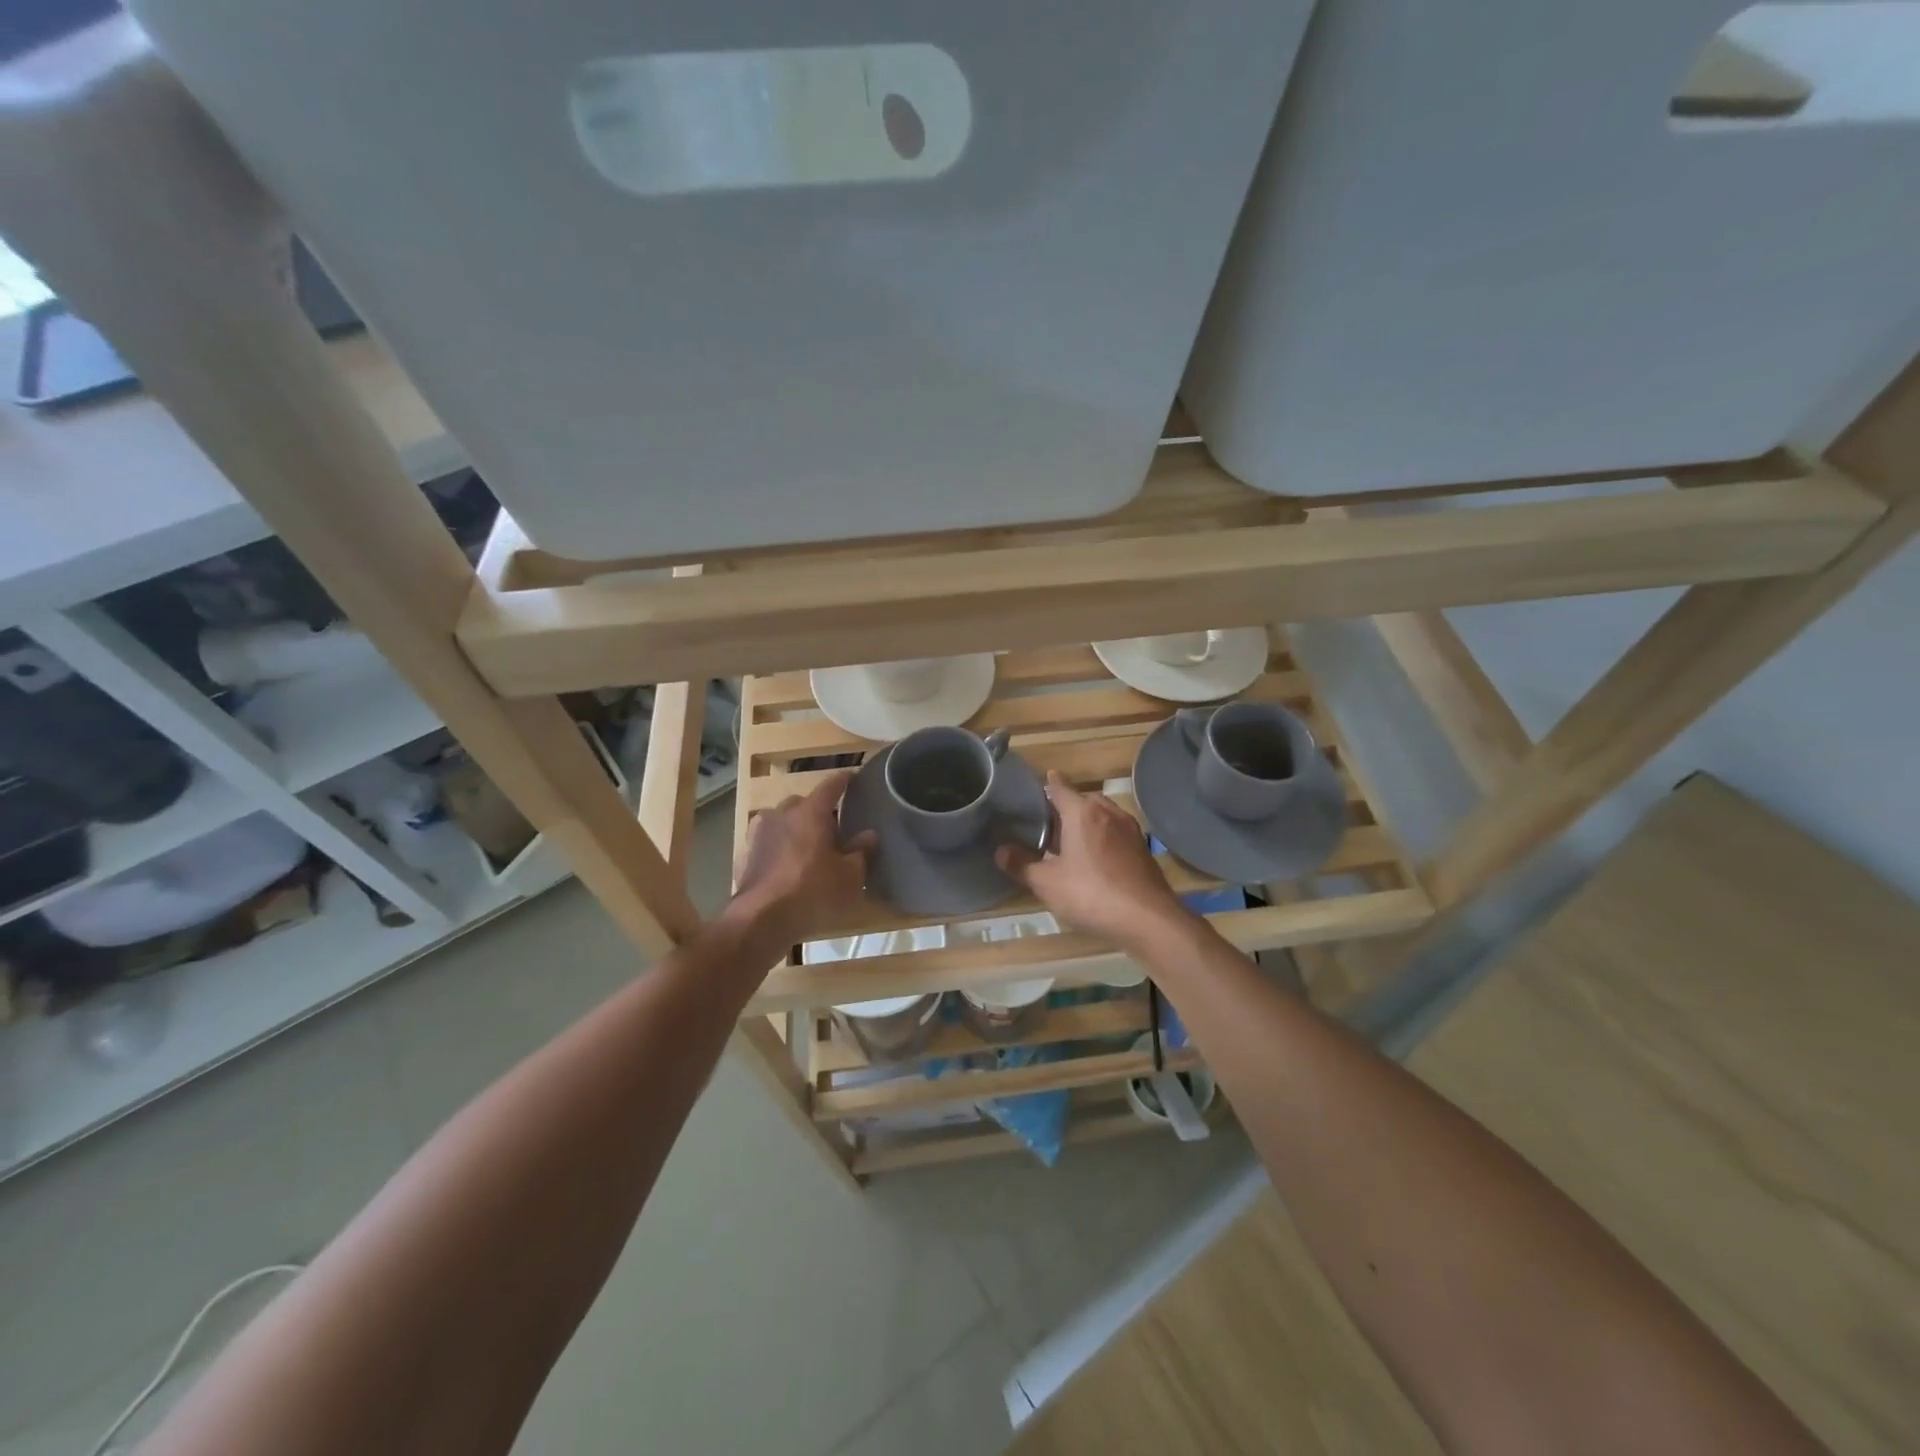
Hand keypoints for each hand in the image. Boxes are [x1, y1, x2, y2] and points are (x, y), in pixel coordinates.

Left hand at [730, 771, 875, 946]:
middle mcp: (782, 814)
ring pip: (782, 820)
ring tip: (809, 844)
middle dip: (818, 810)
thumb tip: (869, 834)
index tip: (853, 777)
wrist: (761, 919)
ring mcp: (759, 833)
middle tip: (833, 825)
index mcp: (810, 812)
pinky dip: (780, 846)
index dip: (844, 780)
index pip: (830, 786)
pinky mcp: (746, 854)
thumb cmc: (813, 891)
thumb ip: (862, 851)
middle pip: (803, 803)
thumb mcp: (850, 875)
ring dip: (796, 827)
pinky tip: (787, 862)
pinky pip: (768, 841)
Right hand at [996, 771, 1190, 948]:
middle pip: (1083, 800)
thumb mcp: (1047, 883)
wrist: (1148, 919)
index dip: (1049, 784)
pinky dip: (1103, 836)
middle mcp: (1108, 813)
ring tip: (1070, 839)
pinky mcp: (1142, 849)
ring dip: (1087, 821)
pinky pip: (1116, 832)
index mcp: (1082, 813)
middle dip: (1066, 806)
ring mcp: (1129, 830)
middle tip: (1048, 822)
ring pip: (1103, 815)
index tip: (1041, 780)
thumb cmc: (1091, 894)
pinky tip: (1095, 857)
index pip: (1061, 788)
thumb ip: (1022, 865)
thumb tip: (1000, 851)